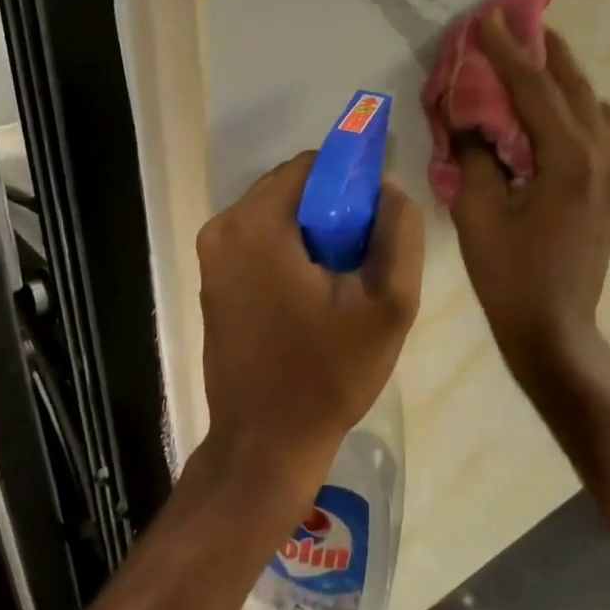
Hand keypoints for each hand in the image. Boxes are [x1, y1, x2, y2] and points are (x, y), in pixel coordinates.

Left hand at [197, 152, 423, 492]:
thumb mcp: (389, 305)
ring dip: (311, 230)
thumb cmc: (328, 375)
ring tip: (342, 279)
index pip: (313, 165)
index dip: (352, 182)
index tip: (377, 220)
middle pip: (290, 187)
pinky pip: (257, 240)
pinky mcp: (211, 281)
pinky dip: (288, 249)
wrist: (265, 445)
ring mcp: (211, 256)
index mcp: (257, 224)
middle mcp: (223, 228)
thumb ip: (399, 233)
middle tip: (363, 255)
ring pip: (275, 213)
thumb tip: (389, 185)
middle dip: (331, 208)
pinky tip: (312, 293)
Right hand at [452, 12, 609, 383]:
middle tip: (520, 27)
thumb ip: (474, 155)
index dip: (508, 50)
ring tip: (536, 75)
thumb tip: (467, 118)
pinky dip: (581, 112)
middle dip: (547, 52)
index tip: (489, 18)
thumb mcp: (477, 213)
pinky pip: (605, 133)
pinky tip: (553, 124)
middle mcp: (601, 157)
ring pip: (599, 107)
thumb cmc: (510, 276)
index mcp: (568, 159)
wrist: (555, 331)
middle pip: (577, 86)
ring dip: (569, 82)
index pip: (535, 88)